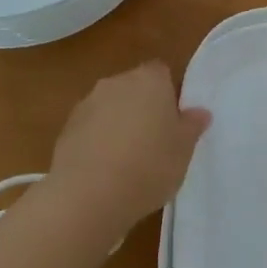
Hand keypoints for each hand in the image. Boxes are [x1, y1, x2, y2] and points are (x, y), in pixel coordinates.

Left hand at [46, 61, 210, 235]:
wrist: (88, 195)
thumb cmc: (149, 166)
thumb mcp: (184, 149)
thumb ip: (192, 126)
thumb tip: (199, 112)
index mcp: (149, 80)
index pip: (162, 72)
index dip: (168, 94)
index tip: (174, 121)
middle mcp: (116, 82)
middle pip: (134, 87)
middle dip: (143, 108)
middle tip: (156, 142)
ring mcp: (87, 104)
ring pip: (110, 108)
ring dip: (118, 124)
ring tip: (128, 161)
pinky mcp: (66, 129)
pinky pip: (90, 129)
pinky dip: (98, 142)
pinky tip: (105, 171)